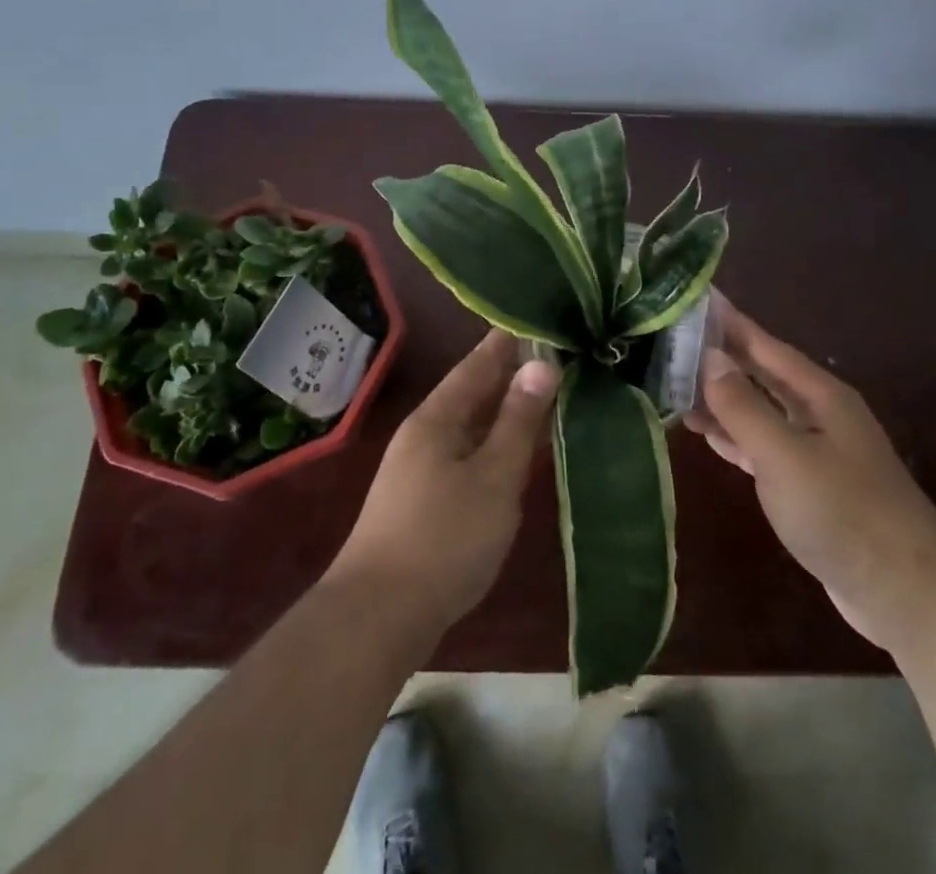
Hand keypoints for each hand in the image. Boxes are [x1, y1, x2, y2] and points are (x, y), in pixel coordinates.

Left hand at [328, 330, 558, 634]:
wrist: (378, 618)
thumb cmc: (443, 539)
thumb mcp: (494, 476)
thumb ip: (519, 420)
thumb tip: (543, 364)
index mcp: (437, 417)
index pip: (479, 363)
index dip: (509, 341)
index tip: (539, 318)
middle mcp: (425, 433)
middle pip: (474, 392)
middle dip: (512, 375)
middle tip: (558, 356)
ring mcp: (420, 468)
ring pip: (472, 426)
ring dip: (506, 412)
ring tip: (548, 397)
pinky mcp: (424, 500)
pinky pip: (468, 455)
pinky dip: (496, 445)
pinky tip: (517, 453)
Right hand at [684, 297, 935, 650]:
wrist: (905, 593)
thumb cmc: (843, 512)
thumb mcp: (785, 455)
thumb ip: (744, 407)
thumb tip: (709, 357)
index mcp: (818, 394)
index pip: (764, 344)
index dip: (728, 321)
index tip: (692, 297)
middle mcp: (817, 413)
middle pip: (760, 374)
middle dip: (718, 358)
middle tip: (668, 340)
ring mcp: (815, 449)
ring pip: (758, 410)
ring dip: (720, 399)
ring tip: (672, 384)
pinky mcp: (808, 486)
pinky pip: (761, 446)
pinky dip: (733, 437)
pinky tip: (705, 433)